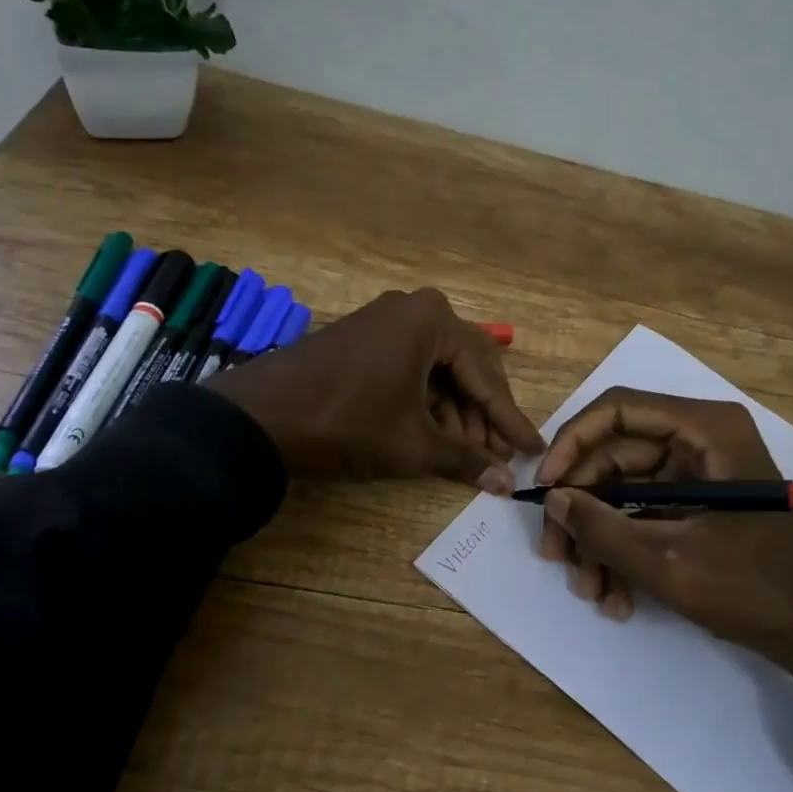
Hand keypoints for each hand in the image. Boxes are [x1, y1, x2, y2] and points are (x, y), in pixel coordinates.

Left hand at [210, 288, 543, 486]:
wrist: (259, 417)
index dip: (510, 419)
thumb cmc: (346, 423)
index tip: (533, 448)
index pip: (487, 375)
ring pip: (438, 368)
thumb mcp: (412, 445)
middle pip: (467, 366)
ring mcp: (385, 320)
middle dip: (483, 414)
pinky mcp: (364, 338)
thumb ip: (465, 460)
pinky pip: (411, 367)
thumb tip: (506, 482)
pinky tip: (436, 434)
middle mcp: (414, 309)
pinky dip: (426, 401)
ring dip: (455, 411)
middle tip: (499, 455)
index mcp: (432, 320)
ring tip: (469, 454)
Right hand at [535, 388, 792, 739]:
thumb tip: (553, 500)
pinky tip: (615, 596)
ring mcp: (699, 472)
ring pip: (623, 490)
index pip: (618, 410)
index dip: (572, 443)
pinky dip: (624, 549)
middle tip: (556, 555)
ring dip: (600, 538)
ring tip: (590, 590)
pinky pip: (644, 512)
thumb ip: (603, 529)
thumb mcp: (669, 563)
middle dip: (583, 508)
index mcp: (706, 430)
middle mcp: (700, 439)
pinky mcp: (697, 503)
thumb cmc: (754, 589)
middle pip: (614, 455)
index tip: (546, 488)